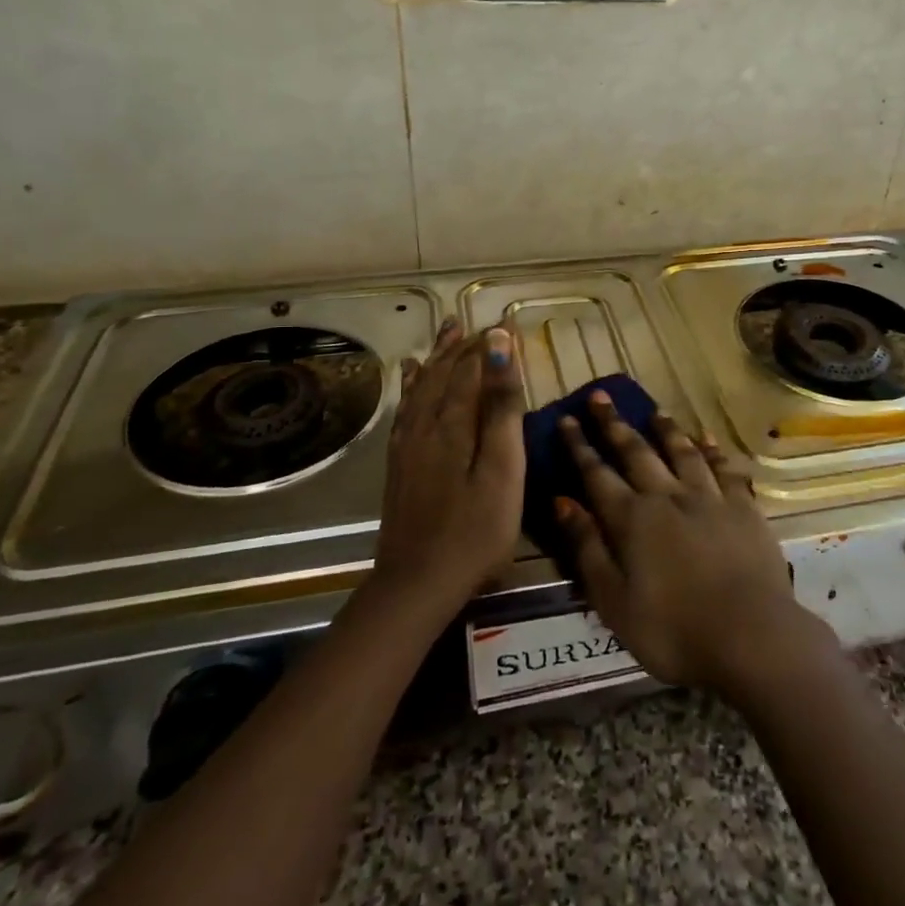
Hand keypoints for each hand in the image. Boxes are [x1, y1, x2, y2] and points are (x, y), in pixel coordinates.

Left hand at [373, 319, 525, 613]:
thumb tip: (500, 349)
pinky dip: (411, 386)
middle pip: (444, 373)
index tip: (505, 324)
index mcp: (455, 423)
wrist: (417, 582)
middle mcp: (426, 424)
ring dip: (437, 358)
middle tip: (476, 323)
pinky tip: (411, 378)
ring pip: (423, 386)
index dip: (488, 345)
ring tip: (446, 332)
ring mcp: (408, 444)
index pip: (471, 369)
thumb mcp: (503, 469)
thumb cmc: (476, 530)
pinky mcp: (399, 463)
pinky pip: (405, 409)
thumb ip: (502, 408)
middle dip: (461, 346)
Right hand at [552, 393, 819, 693]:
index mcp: (632, 519)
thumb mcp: (613, 601)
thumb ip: (587, 548)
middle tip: (600, 396)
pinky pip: (724, 469)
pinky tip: (707, 438)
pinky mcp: (743, 508)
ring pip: (682, 452)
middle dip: (614, 424)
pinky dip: (713, 451)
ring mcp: (709, 498)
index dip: (578, 445)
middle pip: (636, 452)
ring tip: (654, 410)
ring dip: (665, 429)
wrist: (751, 637)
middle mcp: (667, 496)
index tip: (566, 418)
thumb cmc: (673, 630)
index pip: (596, 473)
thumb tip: (561, 501)